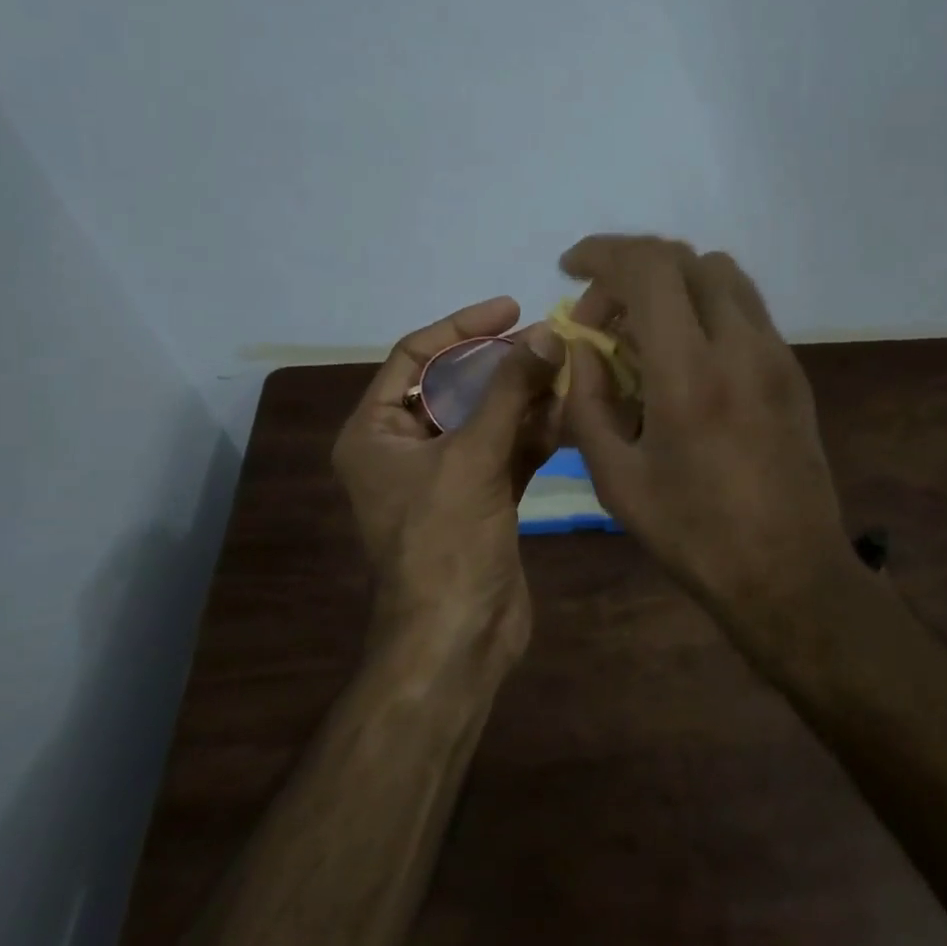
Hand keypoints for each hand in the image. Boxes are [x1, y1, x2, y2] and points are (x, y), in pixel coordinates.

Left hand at [332, 298, 563, 660]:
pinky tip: (570, 414)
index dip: (462, 327)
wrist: (458, 637)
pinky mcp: (481, 498)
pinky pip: (507, 451)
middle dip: (502, 363)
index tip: (511, 308)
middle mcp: (405, 447)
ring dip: (526, 396)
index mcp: (375, 432)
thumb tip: (546, 335)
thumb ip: (508, 391)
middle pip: (455, 385)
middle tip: (551, 341)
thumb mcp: (472, 457)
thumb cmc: (446, 542)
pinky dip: (535, 433)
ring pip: (487, 418)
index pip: (414, 356)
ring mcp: (446, 475)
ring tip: (570, 371)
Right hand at [559, 236, 854, 631]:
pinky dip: (705, 310)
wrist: (788, 572)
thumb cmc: (694, 535)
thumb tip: (581, 349)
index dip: (602, 253)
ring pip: (722, 276)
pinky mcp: (793, 372)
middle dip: (632, 272)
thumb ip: (588, 403)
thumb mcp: (617, 480)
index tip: (570, 268)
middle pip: (686, 260)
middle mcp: (740, 347)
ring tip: (644, 336)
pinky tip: (686, 361)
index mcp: (689, 375)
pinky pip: (745, 311)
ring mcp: (776, 356)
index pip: (648, 268)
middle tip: (603, 318)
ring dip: (673, 286)